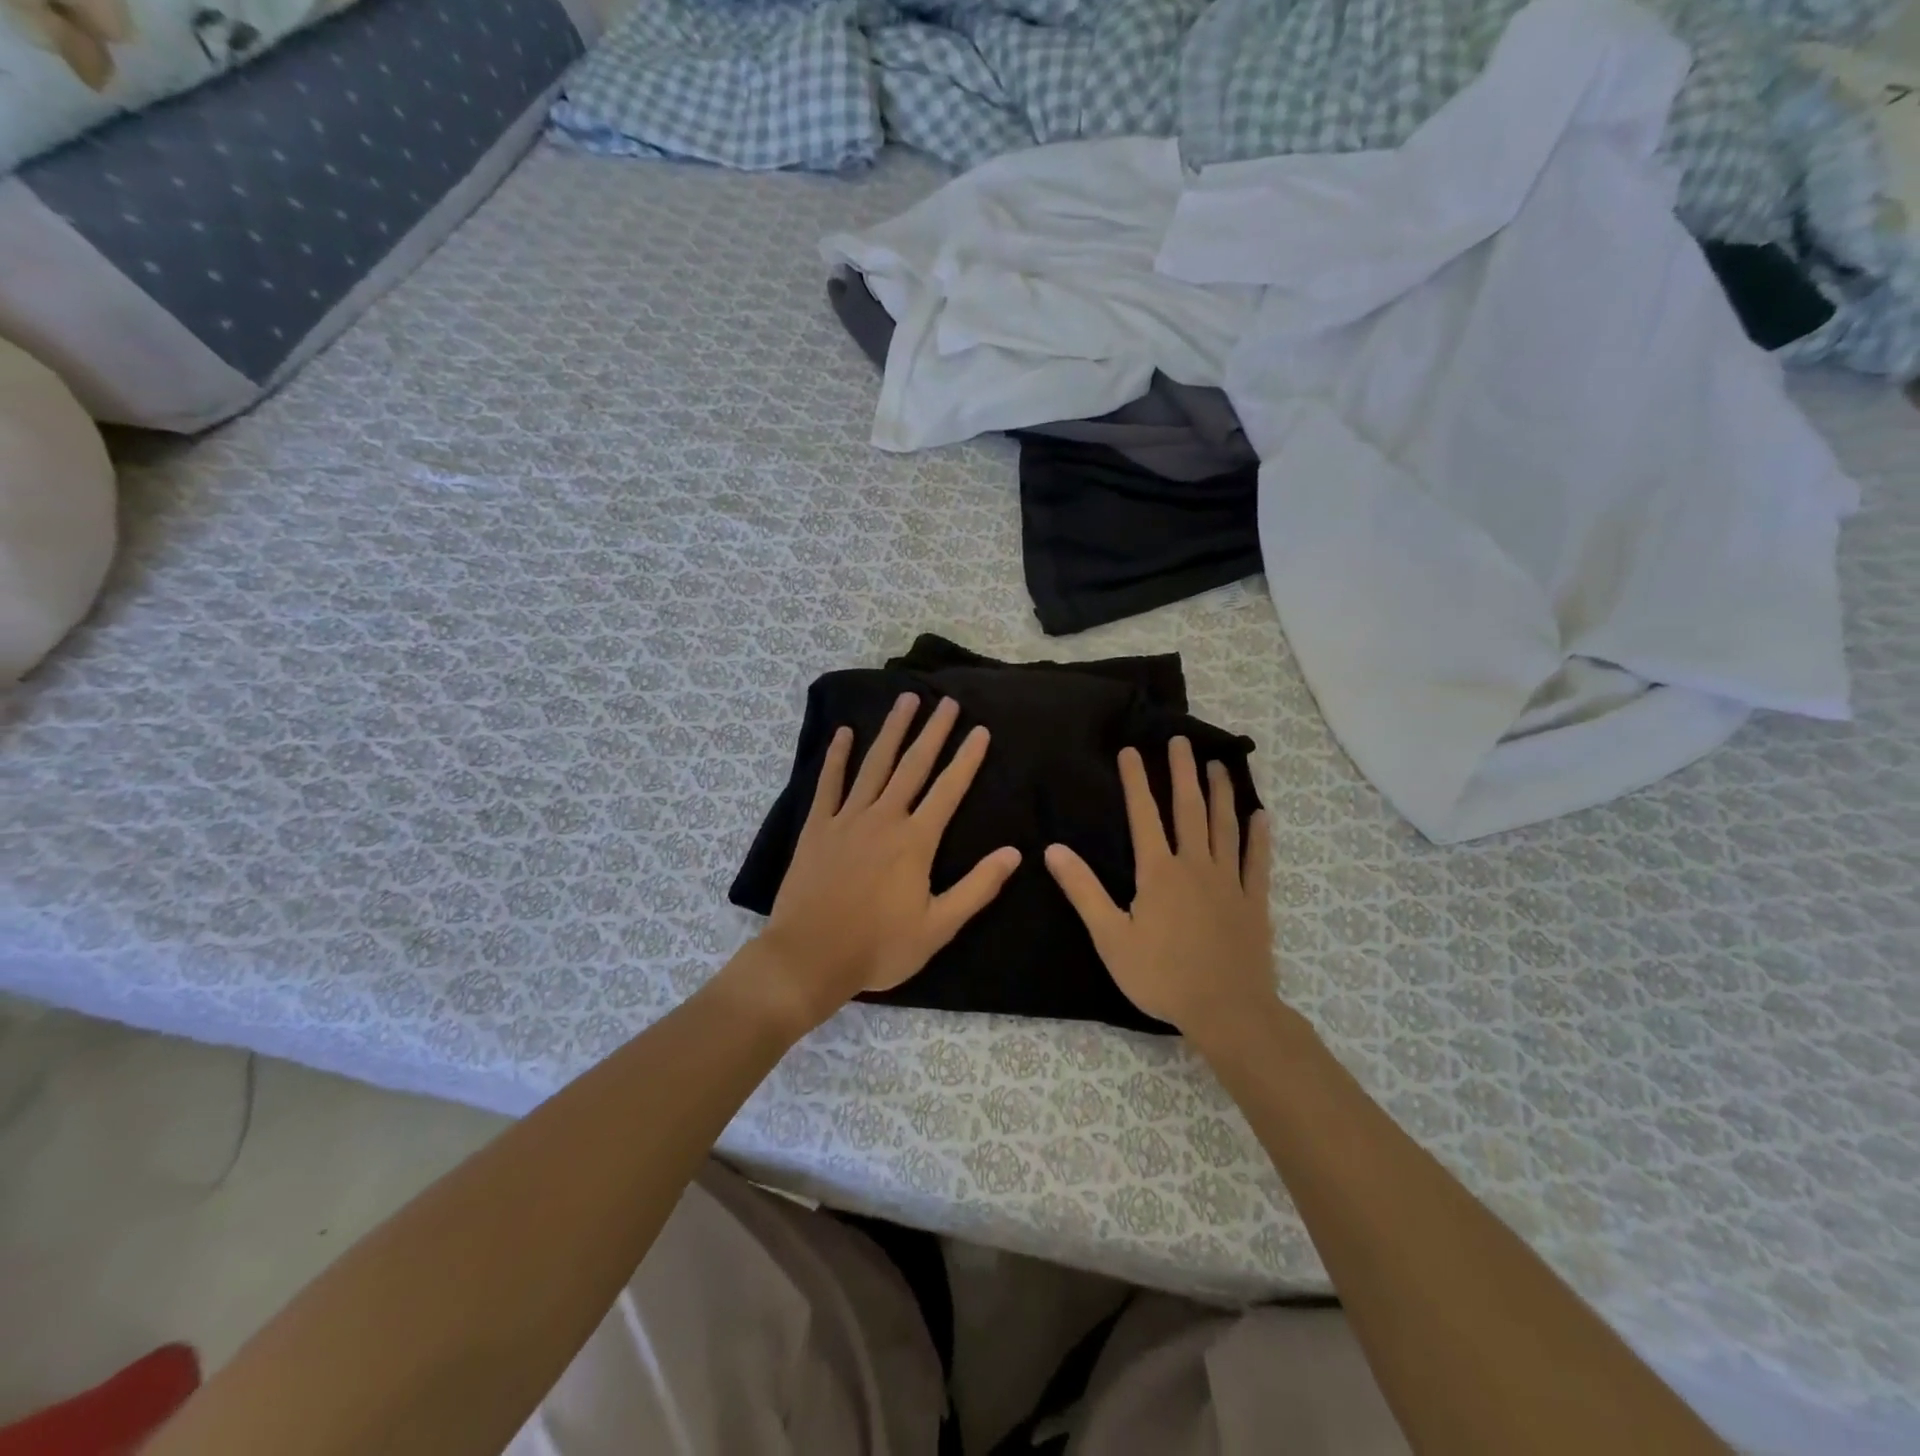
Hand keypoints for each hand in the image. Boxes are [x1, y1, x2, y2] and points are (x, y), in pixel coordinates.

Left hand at [747, 692, 1020, 1034]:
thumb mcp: (938, 927)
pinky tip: (845, 733)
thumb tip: (1014, 853)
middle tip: (946, 702)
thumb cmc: (879, 947)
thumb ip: (977, 888)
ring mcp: (847, 818)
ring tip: (906, 700)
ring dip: (892, 730)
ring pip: (875, 764)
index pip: (949, 790)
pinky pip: (829, 783)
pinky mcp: (817, 827)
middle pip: (913, 765)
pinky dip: (837, 757)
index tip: (980, 730)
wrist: (810, 956)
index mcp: (915, 841)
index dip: (967, 759)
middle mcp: (884, 818)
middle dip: (933, 731)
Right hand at [1045, 738, 1273, 1039]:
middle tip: (1181, 740)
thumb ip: (1084, 891)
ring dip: (1221, 793)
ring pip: (1225, 826)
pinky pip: (1258, 861)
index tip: (1131, 751)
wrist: (1226, 1011)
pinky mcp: (1254, 902)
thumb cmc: (1161, 976)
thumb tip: (1053, 850)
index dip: (1136, 781)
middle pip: (1189, 809)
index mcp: (1158, 872)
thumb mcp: (1110, 937)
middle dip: (1183, 772)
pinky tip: (1261, 816)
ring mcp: (1229, 882)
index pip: (1144, 815)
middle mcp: (1195, 866)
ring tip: (1218, 764)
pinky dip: (1259, 837)